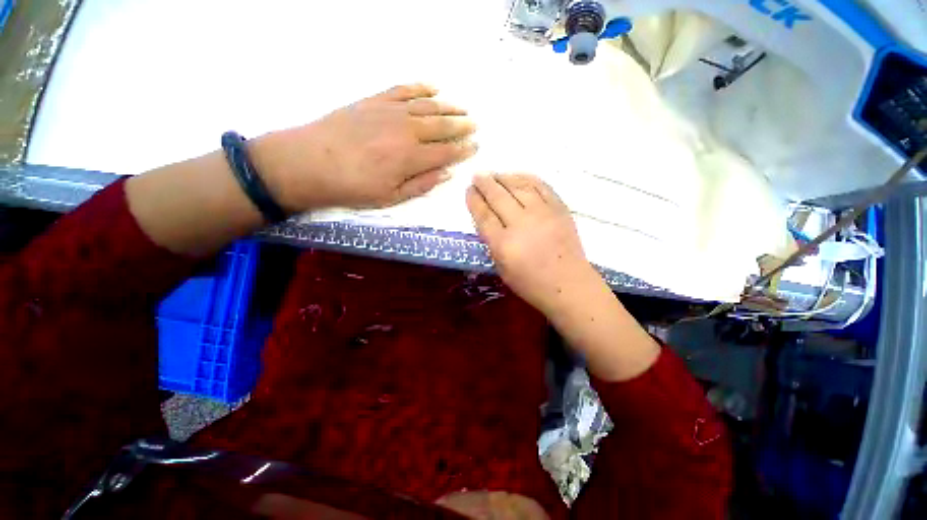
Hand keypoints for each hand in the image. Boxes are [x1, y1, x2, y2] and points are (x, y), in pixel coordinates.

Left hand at [252, 84, 477, 211]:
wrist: (310, 162)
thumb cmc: (353, 187)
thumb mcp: (391, 197)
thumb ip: (421, 184)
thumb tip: (446, 174)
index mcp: (411, 158)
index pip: (446, 152)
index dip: (463, 150)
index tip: (475, 146)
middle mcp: (407, 130)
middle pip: (442, 125)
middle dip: (461, 125)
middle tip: (474, 124)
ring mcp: (391, 111)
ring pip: (428, 105)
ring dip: (448, 106)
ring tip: (462, 107)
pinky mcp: (375, 100)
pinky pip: (404, 89)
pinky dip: (421, 87)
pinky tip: (433, 87)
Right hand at [466, 174, 597, 314]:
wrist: (569, 285)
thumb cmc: (531, 284)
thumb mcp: (502, 269)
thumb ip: (492, 243)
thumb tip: (486, 219)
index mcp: (504, 244)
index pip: (484, 215)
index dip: (474, 200)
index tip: (469, 190)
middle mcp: (521, 224)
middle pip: (498, 197)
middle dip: (485, 184)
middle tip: (477, 176)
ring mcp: (543, 214)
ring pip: (519, 187)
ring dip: (503, 178)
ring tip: (494, 175)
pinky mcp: (559, 209)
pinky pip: (541, 186)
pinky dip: (527, 178)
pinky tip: (518, 176)